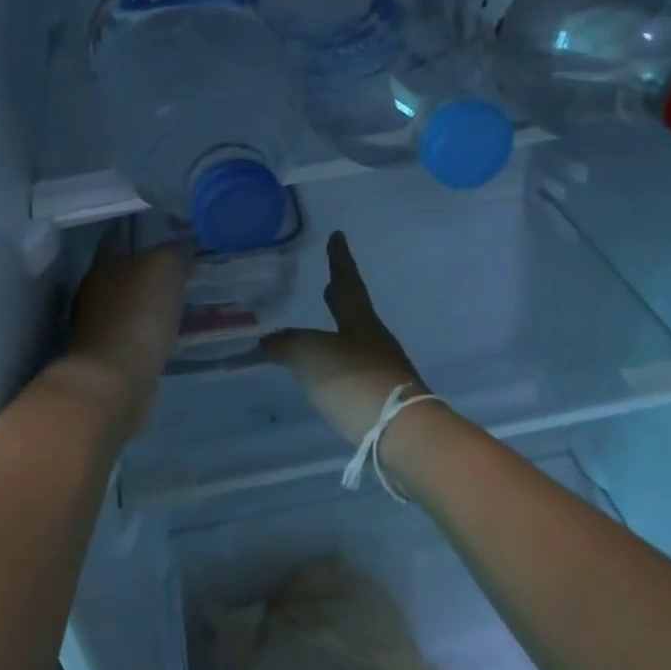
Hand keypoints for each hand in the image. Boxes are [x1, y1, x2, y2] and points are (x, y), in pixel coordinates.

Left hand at [59, 228, 191, 429]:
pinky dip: (155, 331)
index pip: (120, 236)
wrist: (116, 382)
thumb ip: (175, 253)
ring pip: (133, 304)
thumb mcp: (164, 269)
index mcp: (102, 266)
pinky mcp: (114, 358)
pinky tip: (176, 331)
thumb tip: (184, 247)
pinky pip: (140, 334)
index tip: (171, 228)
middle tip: (186, 264)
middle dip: (151, 268)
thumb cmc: (137, 315)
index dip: (143, 229)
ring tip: (187, 298)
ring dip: (154, 302)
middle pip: (125, 271)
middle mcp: (96, 294)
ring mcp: (102, 328)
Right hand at [263, 232, 427, 442]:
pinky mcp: (381, 399)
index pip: (347, 283)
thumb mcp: (311, 356)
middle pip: (354, 312)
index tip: (338, 237)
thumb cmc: (355, 381)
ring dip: (337, 334)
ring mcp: (382, 371)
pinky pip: (353, 372)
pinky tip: (327, 377)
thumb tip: (269, 340)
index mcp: (360, 322)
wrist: (401, 432)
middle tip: (329, 284)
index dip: (339, 261)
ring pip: (354, 342)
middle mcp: (374, 341)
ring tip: (317, 335)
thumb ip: (288, 345)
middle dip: (340, 298)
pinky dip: (338, 366)